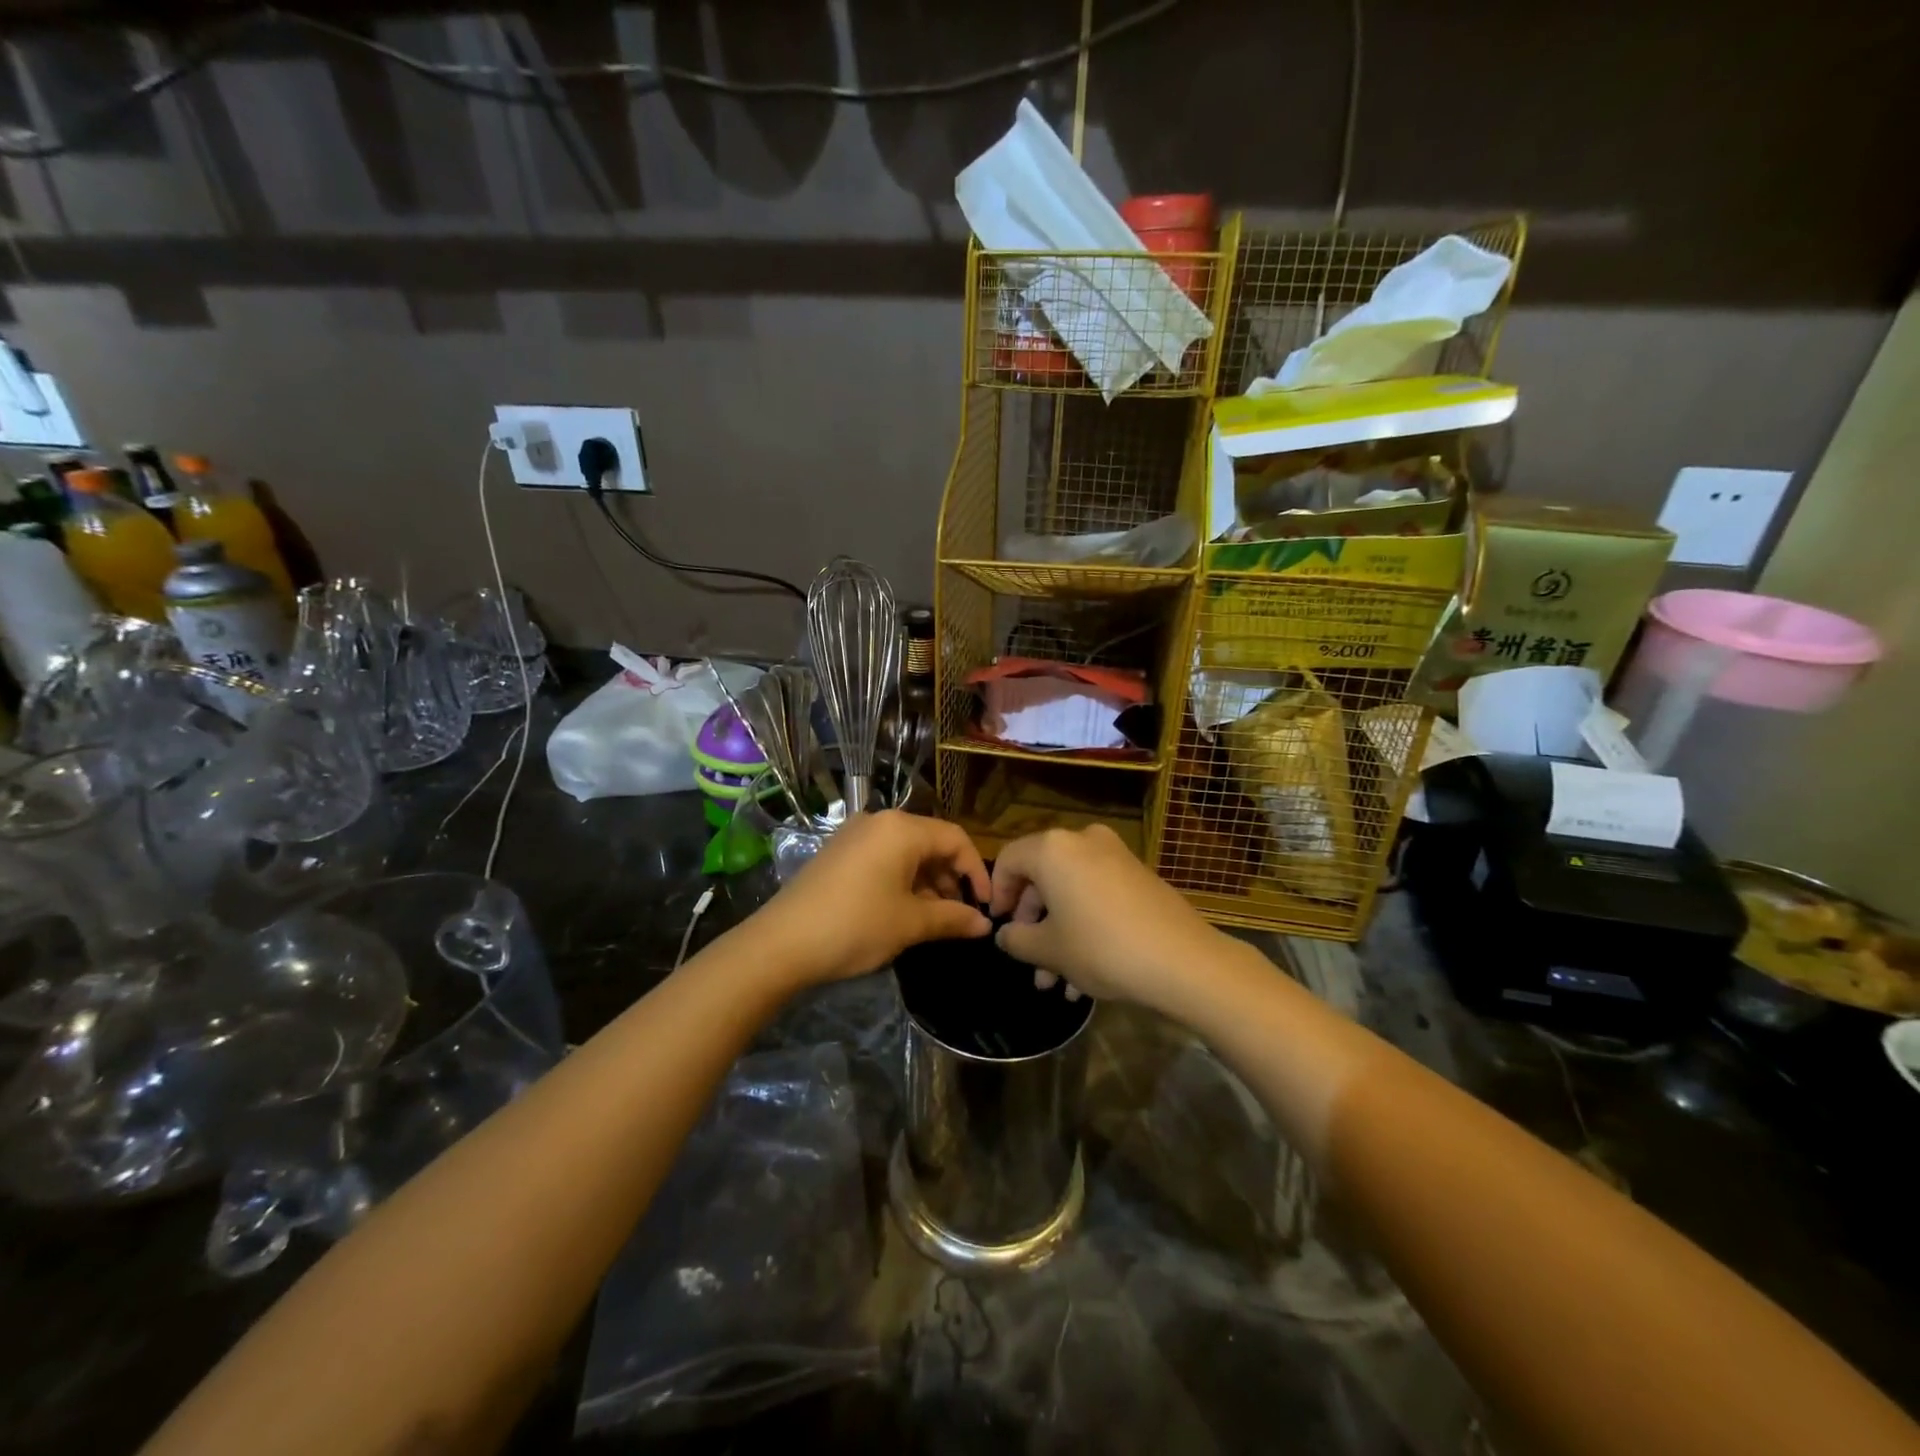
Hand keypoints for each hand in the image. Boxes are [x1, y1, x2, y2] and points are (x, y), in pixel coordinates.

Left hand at [754, 811, 991, 987]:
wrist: (780, 944)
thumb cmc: (856, 926)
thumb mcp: (910, 924)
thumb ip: (953, 918)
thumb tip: (985, 925)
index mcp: (901, 828)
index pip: (955, 839)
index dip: (977, 871)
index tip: (986, 906)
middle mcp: (878, 821)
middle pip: (930, 842)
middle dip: (951, 878)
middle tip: (961, 915)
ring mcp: (854, 835)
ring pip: (906, 852)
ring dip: (927, 882)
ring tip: (935, 919)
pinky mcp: (838, 853)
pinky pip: (883, 859)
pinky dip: (902, 881)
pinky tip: (904, 912)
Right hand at [989, 824, 1223, 1010]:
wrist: (1183, 961)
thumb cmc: (1101, 948)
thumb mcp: (1048, 950)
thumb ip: (1017, 939)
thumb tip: (1006, 934)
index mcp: (1053, 849)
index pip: (1008, 860)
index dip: (997, 894)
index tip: (999, 927)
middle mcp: (1083, 841)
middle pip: (1042, 876)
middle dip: (1033, 923)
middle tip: (1028, 961)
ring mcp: (1116, 856)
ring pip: (1071, 892)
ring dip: (1059, 934)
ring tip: (1055, 983)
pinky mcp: (1139, 876)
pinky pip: (1098, 895)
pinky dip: (1085, 926)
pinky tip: (1085, 976)